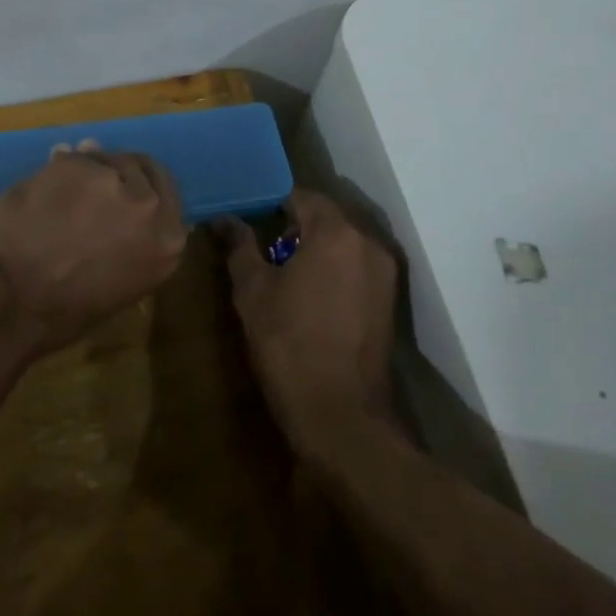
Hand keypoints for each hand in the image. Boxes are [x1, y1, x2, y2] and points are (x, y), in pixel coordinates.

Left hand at [0, 149, 186, 355]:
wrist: (8, 299)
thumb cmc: (60, 314)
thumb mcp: (117, 286)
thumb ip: (131, 245)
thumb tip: (127, 213)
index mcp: (168, 243)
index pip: (166, 193)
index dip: (142, 187)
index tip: (123, 189)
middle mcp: (149, 206)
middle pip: (139, 167)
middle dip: (116, 172)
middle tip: (91, 185)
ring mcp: (112, 180)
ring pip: (104, 158)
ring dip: (86, 169)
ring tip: (60, 188)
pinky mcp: (75, 164)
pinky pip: (71, 158)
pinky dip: (57, 168)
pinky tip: (41, 185)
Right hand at [220, 190, 398, 453]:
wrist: (342, 418)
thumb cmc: (289, 346)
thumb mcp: (253, 293)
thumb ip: (240, 247)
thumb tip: (224, 219)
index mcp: (334, 232)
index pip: (301, 197)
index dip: (273, 206)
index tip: (252, 223)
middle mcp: (367, 242)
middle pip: (327, 217)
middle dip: (297, 228)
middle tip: (267, 253)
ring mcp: (385, 272)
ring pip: (345, 243)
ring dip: (319, 249)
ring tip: (288, 277)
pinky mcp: (391, 301)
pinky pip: (359, 267)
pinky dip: (337, 270)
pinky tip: (314, 299)